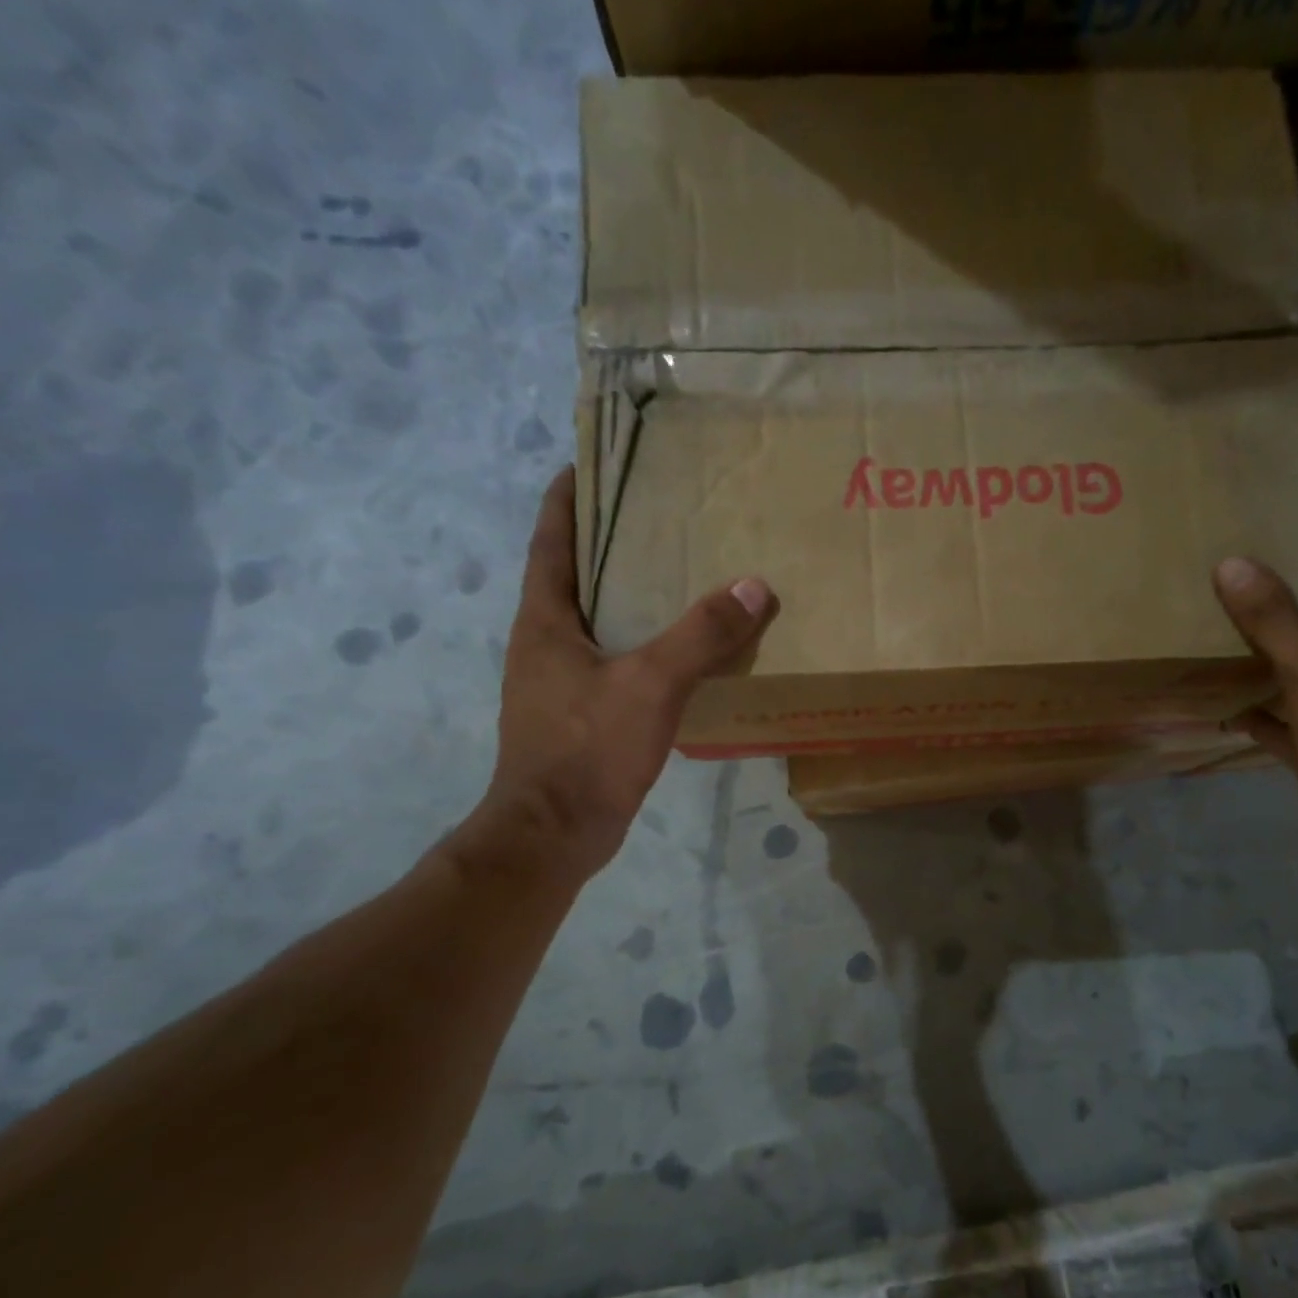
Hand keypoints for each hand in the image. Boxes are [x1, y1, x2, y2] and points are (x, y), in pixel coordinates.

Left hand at [454, 465, 774, 884]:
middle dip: (608, 542)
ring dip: (628, 594)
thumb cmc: (588, 749)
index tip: (592, 464)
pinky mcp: (581, 715)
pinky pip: (614, 659)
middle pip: (574, 576)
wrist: (555, 834)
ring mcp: (559, 682)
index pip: (551, 541)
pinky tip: (682, 648)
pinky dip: (642, 641)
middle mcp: (545, 643)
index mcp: (545, 621)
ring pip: (596, 620)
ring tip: (679, 573)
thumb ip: (701, 634)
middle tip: (659, 515)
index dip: (567, 499)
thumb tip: (753, 587)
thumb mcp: (651, 683)